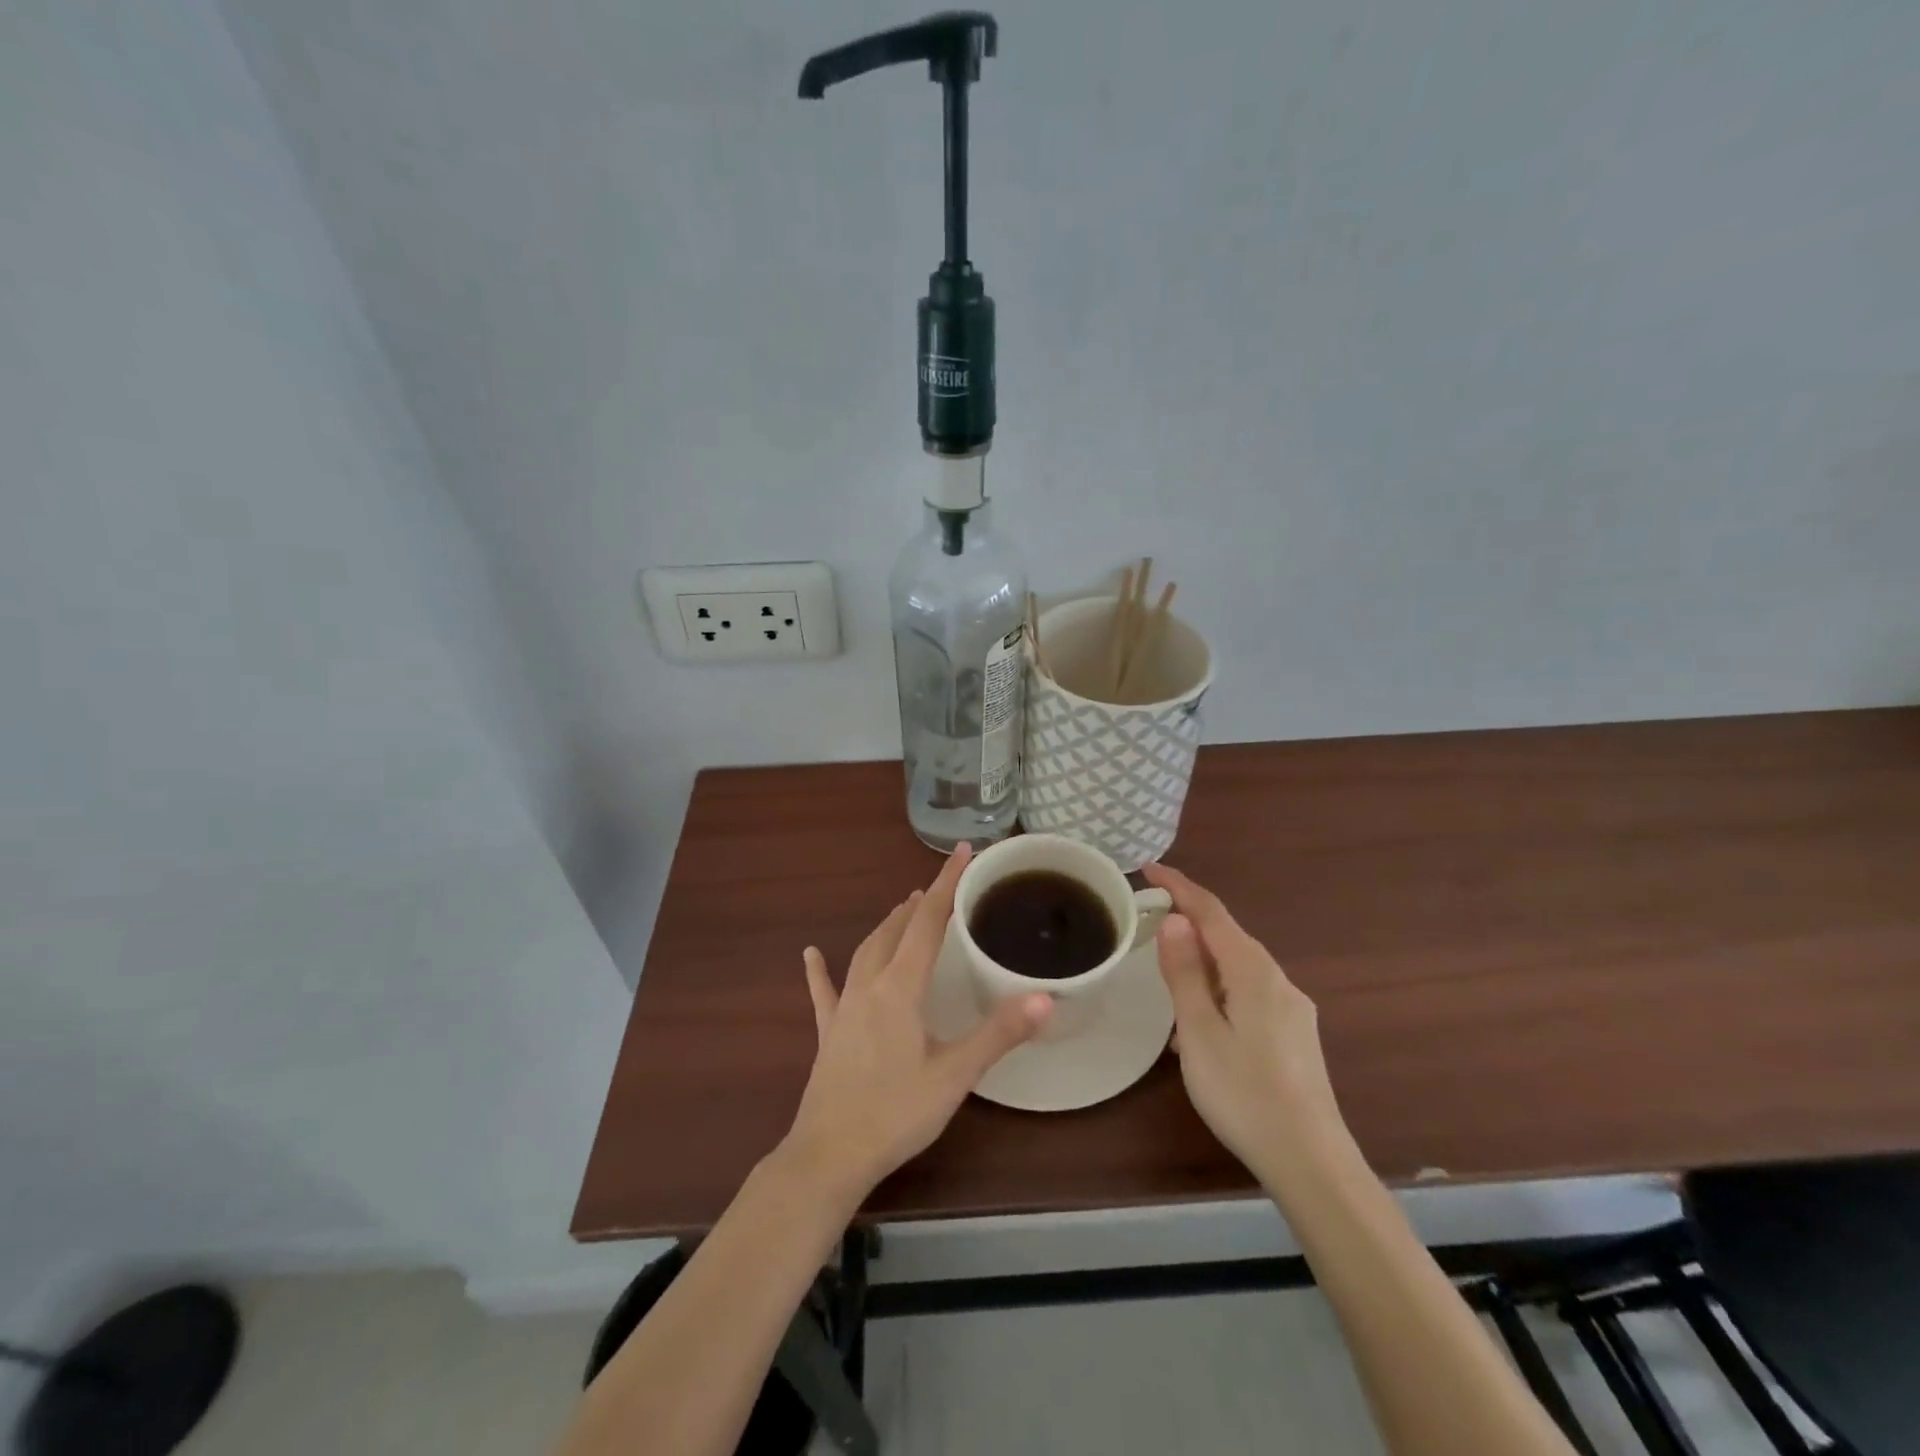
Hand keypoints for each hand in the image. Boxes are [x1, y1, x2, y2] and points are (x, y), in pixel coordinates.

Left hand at [783, 844, 1052, 1200]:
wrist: (829, 1156)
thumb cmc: (896, 1113)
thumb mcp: (955, 1074)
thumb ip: (999, 1033)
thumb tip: (1046, 997)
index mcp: (901, 987)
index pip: (929, 921)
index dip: (947, 884)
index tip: (963, 851)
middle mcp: (870, 985)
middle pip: (895, 930)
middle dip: (919, 904)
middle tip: (939, 890)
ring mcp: (844, 1007)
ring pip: (866, 951)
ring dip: (887, 927)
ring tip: (903, 911)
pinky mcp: (829, 1033)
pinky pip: (824, 991)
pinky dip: (820, 970)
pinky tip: (810, 954)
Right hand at [1143, 861, 1353, 1187]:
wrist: (1312, 1162)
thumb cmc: (1245, 1094)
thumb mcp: (1199, 1032)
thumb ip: (1185, 973)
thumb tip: (1175, 920)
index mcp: (1253, 972)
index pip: (1212, 913)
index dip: (1180, 887)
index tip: (1148, 867)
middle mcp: (1278, 980)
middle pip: (1228, 936)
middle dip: (1189, 922)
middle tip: (1148, 921)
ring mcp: (1292, 1009)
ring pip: (1238, 967)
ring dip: (1201, 962)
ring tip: (1166, 981)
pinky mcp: (1295, 1035)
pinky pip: (1249, 994)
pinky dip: (1218, 991)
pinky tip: (1201, 1025)